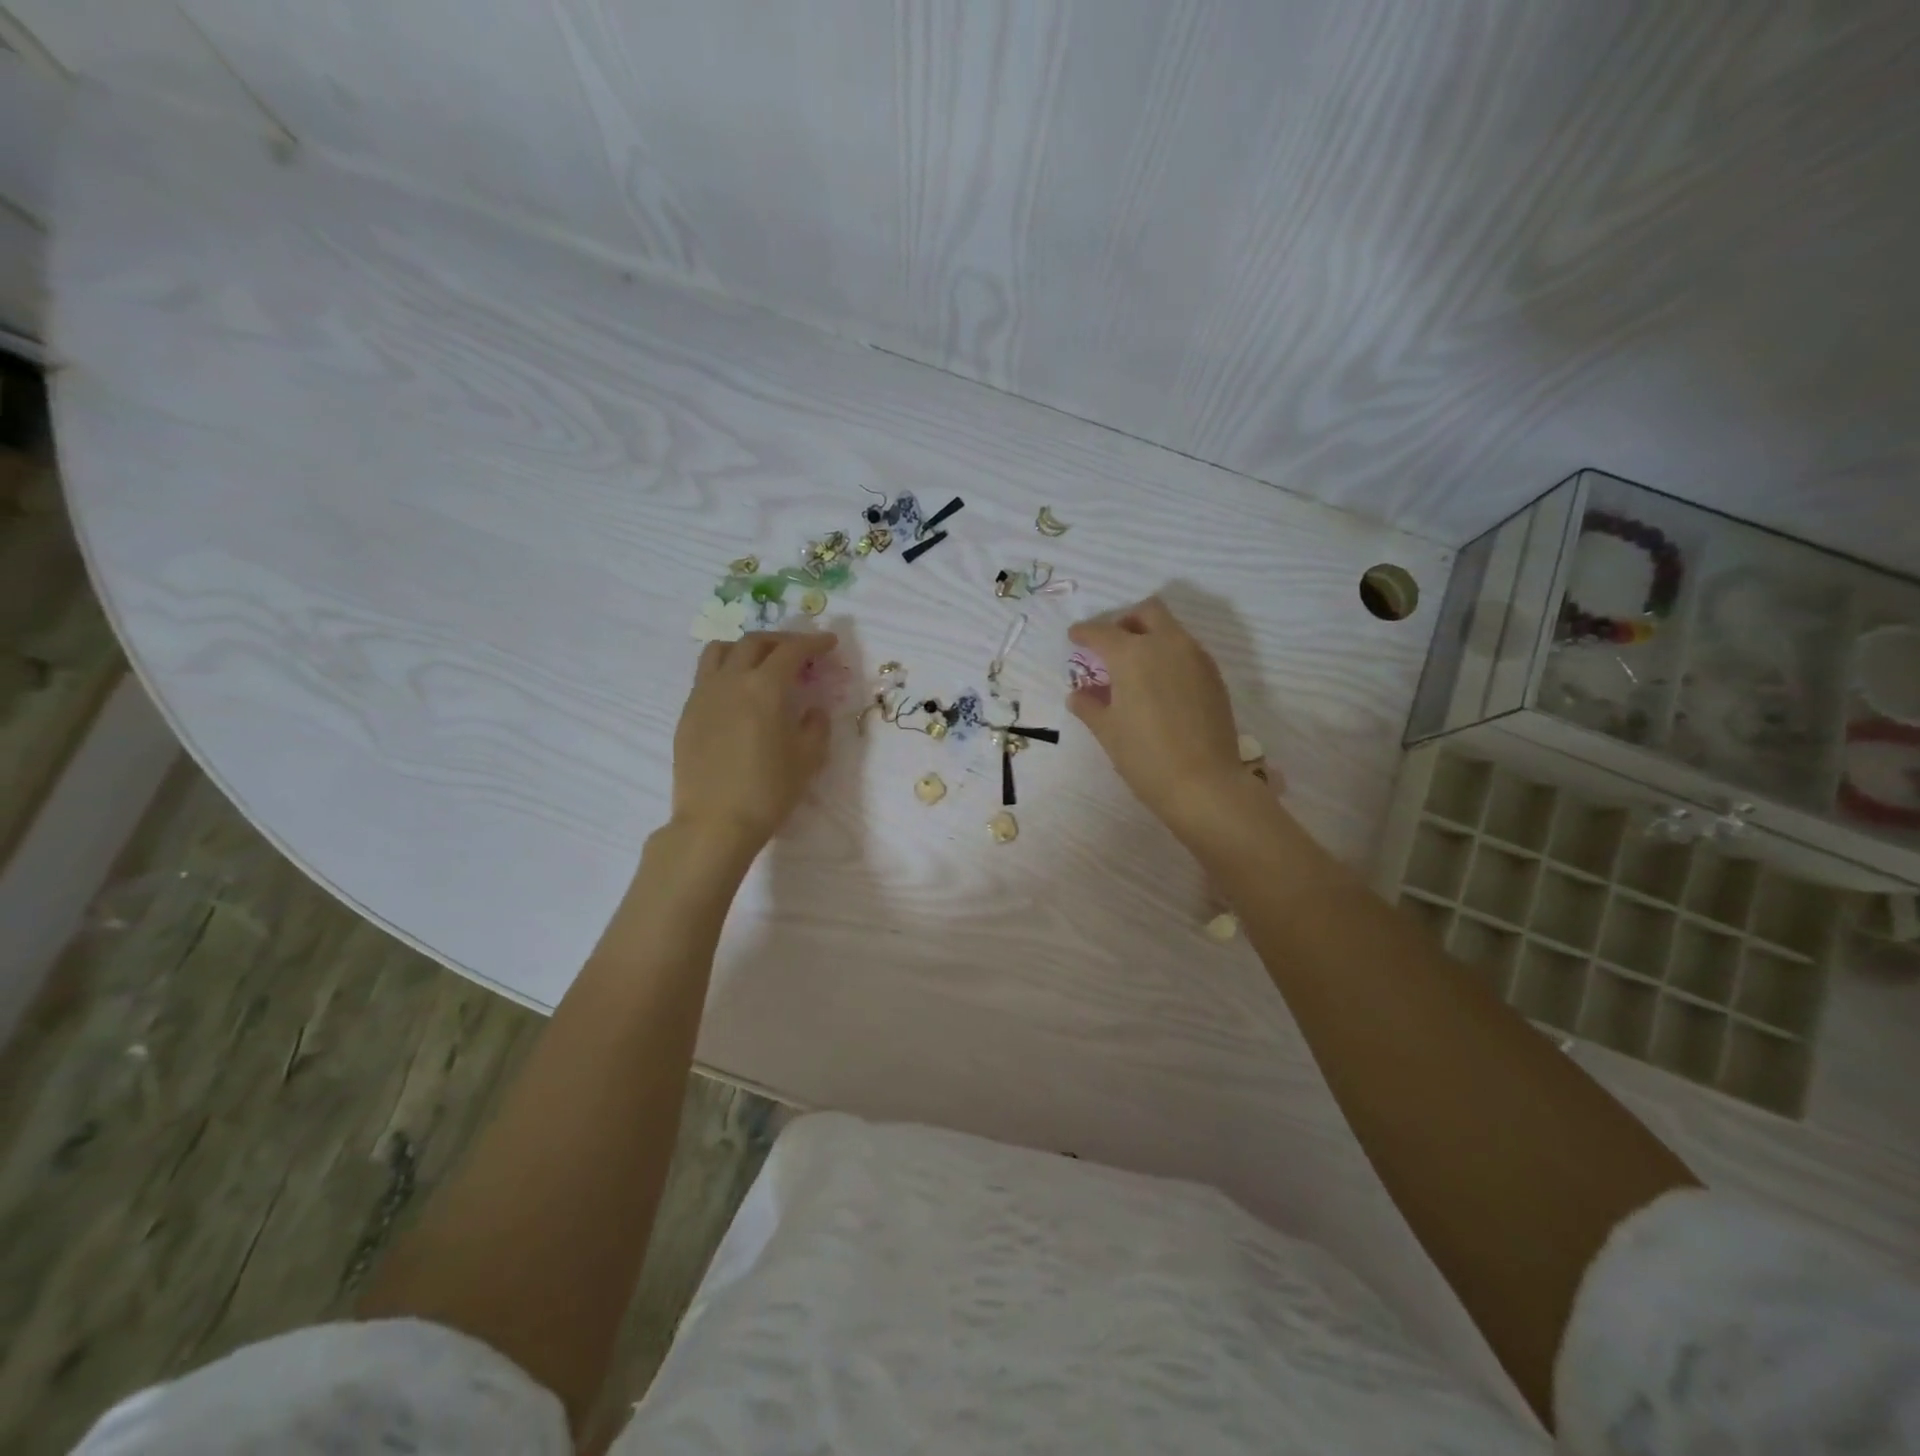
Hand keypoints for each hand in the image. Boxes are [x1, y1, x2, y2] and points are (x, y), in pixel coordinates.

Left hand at [672, 630, 836, 853]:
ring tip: (761, 662)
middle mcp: (730, 681)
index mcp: (764, 688)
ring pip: (720, 651)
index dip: (813, 642)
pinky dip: (726, 670)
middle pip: (754, 642)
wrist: (715, 823)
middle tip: (800, 651)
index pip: (791, 651)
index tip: (829, 643)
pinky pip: (706, 676)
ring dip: (746, 648)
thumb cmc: (768, 791)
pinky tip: (738, 693)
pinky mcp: (687, 714)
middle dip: (781, 641)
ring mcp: (703, 695)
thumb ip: (816, 726)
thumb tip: (813, 710)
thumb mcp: (808, 759)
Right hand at [1068, 599, 1262, 839]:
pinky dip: (1169, 656)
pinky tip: (1160, 686)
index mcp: (1133, 654)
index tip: (1075, 637)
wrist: (1204, 784)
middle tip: (1111, 645)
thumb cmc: (1145, 756)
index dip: (1085, 633)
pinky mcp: (1214, 677)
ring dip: (1151, 637)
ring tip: (1135, 668)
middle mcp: (1167, 645)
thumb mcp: (1108, 731)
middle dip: (1126, 621)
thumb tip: (1078, 695)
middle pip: (1147, 612)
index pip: (1102, 632)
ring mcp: (1196, 658)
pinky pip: (1187, 651)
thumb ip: (1089, 706)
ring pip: (1171, 630)